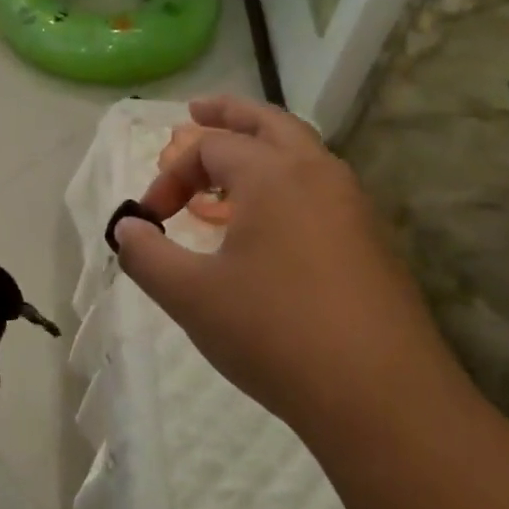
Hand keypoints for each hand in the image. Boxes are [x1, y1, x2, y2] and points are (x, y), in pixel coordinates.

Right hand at [114, 96, 468, 443]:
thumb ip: (146, 255)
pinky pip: (320, 189)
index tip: (151, 219)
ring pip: (302, 154)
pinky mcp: (372, 242)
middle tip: (197, 112)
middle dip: (229, 114)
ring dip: (261, 149)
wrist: (381, 397)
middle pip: (269, 123)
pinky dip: (286, 183)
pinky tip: (268, 224)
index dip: (171, 175)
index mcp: (273, 174)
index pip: (210, 148)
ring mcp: (354, 206)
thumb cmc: (274, 333)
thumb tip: (127, 229)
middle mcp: (318, 174)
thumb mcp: (190, 296)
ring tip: (228, 169)